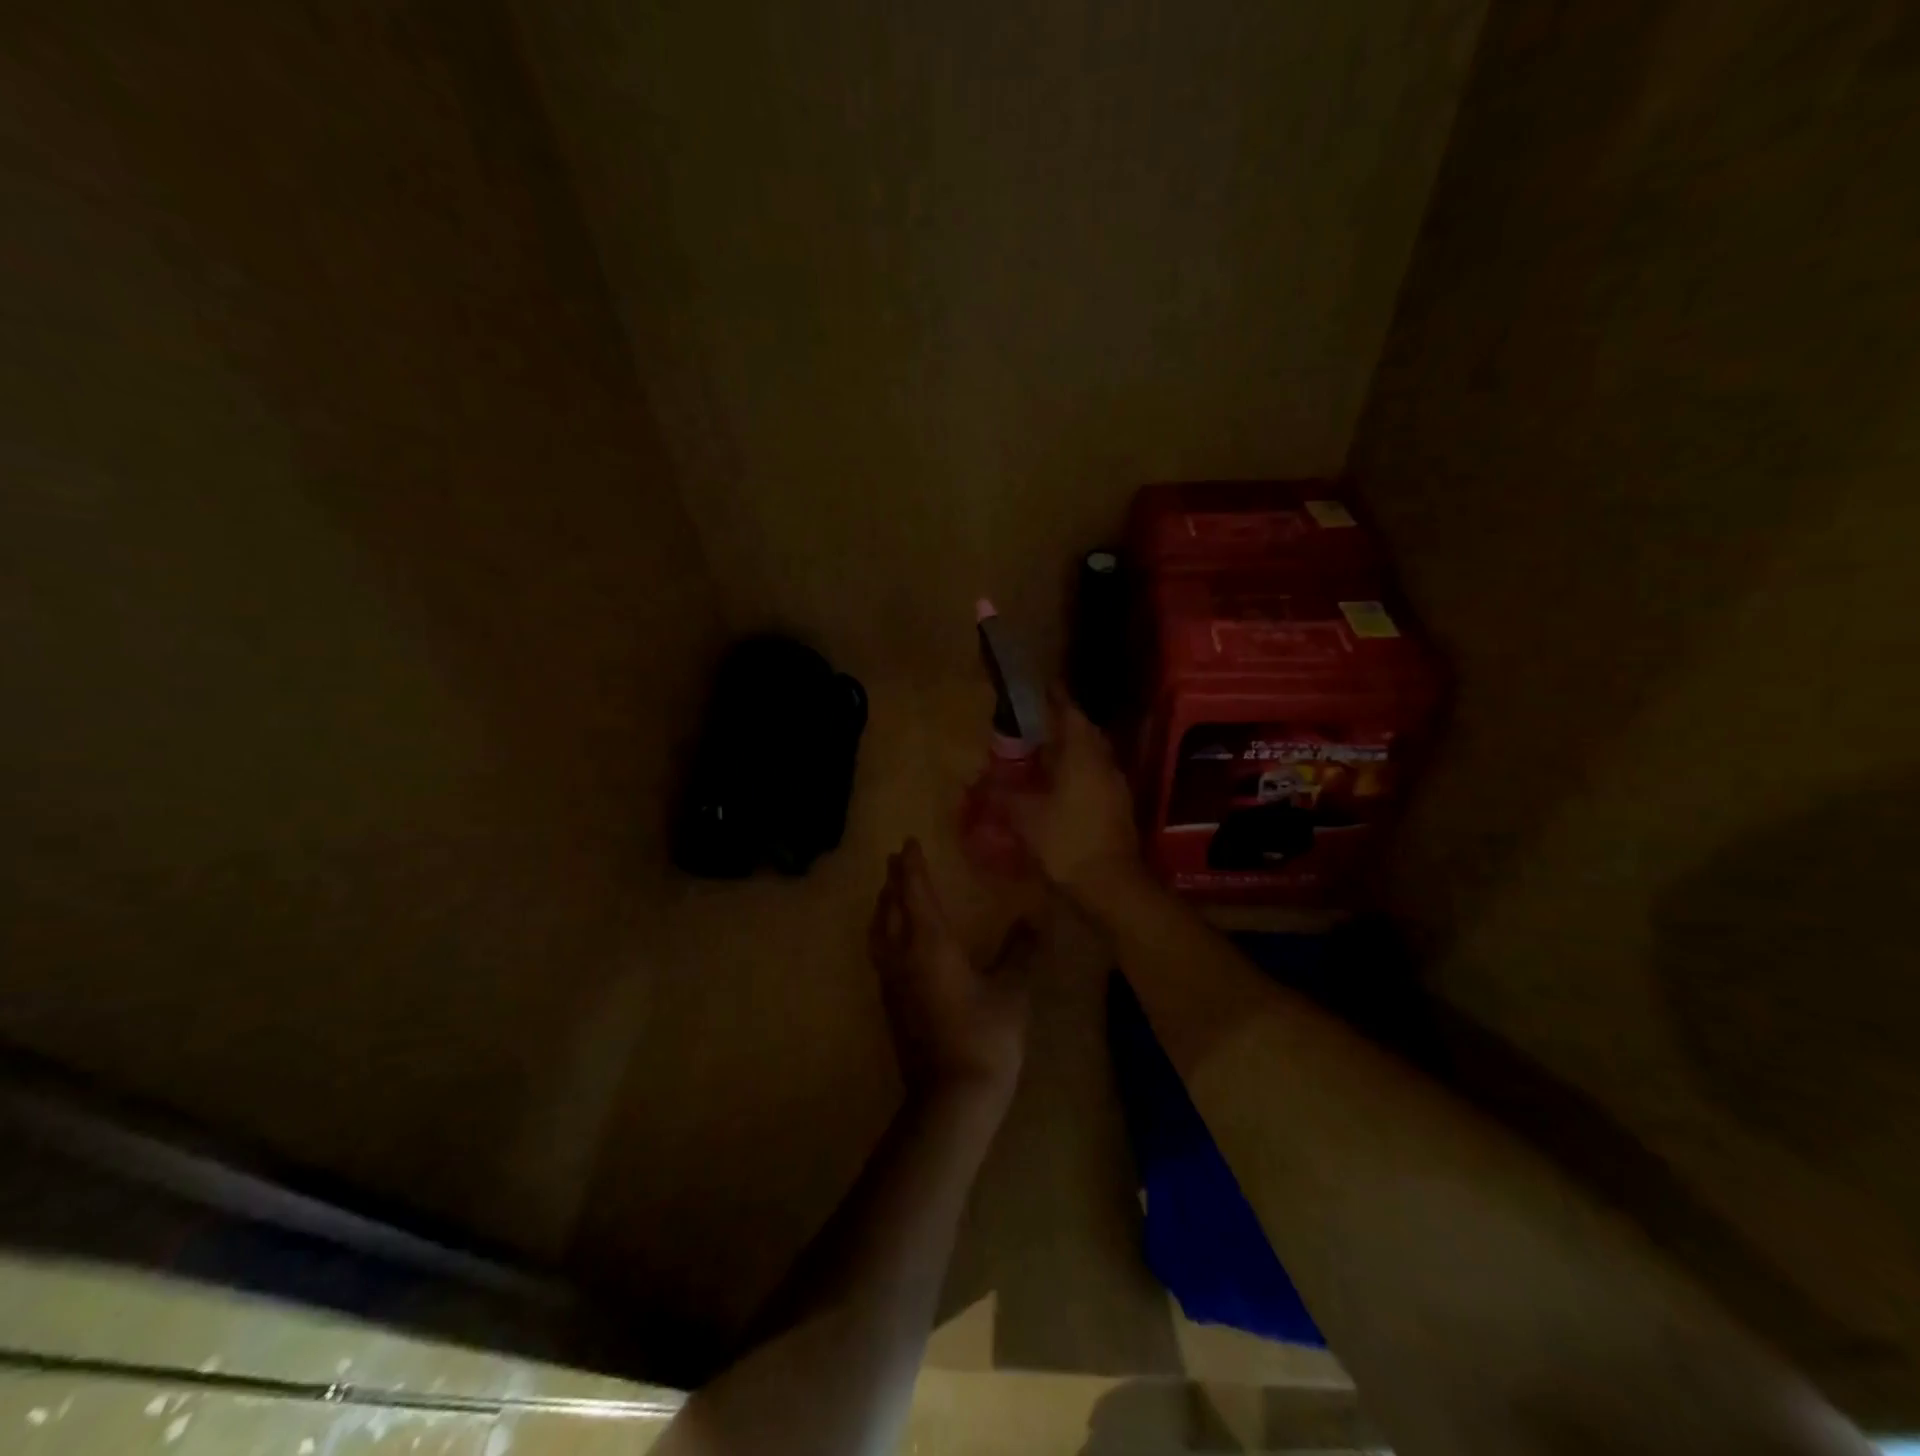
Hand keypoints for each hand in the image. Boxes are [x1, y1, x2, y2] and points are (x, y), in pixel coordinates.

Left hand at [869, 838, 1032, 1111]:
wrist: (950, 1097)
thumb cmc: (985, 1036)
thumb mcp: (1011, 990)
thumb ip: (1020, 951)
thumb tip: (1033, 919)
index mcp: (929, 943)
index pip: (915, 892)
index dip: (912, 866)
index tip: (907, 843)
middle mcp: (902, 956)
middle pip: (890, 908)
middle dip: (893, 881)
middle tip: (896, 861)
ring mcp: (892, 983)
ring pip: (878, 932)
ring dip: (882, 907)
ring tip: (888, 895)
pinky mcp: (890, 1006)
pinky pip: (879, 954)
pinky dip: (883, 934)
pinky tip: (893, 943)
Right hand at [1010, 686, 1144, 903]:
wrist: (1111, 883)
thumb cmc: (1067, 841)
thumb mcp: (1025, 817)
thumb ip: (1001, 795)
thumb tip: (976, 781)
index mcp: (1083, 755)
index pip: (1070, 713)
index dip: (1055, 698)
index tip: (1042, 686)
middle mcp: (1104, 762)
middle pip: (1085, 732)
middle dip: (1063, 723)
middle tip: (1038, 721)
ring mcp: (1116, 784)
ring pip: (1093, 755)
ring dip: (1072, 749)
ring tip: (1045, 751)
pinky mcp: (1119, 805)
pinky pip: (1096, 775)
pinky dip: (1079, 771)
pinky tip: (1060, 784)